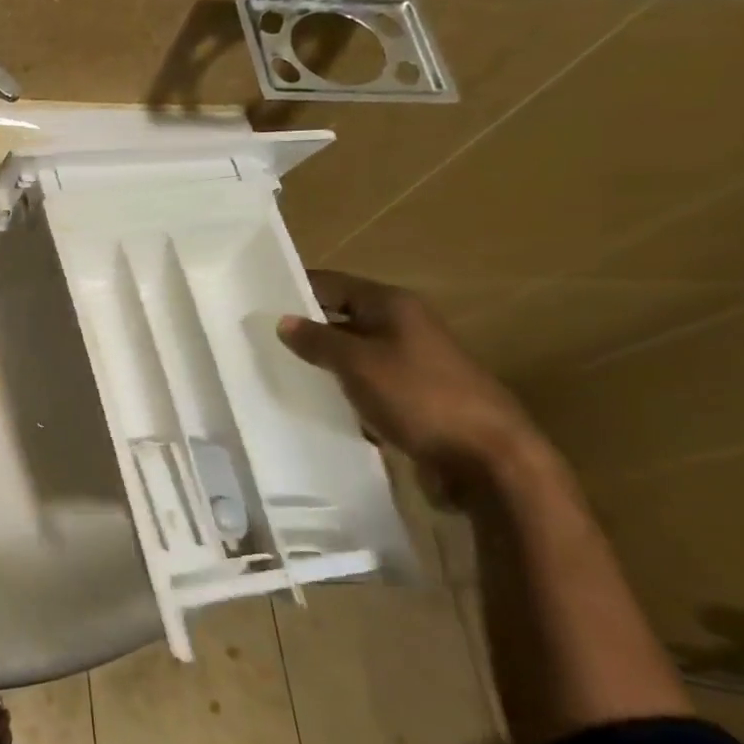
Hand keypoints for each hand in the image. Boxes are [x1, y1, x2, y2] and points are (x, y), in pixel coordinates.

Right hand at [276, 270, 540, 483]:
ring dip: (321, 362)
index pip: (332, 283)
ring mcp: (410, 363)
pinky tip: (313, 402)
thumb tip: (284, 321)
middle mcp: (403, 326)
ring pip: (352, 353)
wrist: (488, 459)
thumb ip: (317, 340)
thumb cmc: (419, 396)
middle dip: (304, 328)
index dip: (295, 288)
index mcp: (393, 305)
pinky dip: (341, 389)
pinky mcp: (412, 397)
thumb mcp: (357, 363)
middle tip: (257, 339)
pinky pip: (365, 383)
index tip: (254, 300)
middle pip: (341, 317)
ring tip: (276, 370)